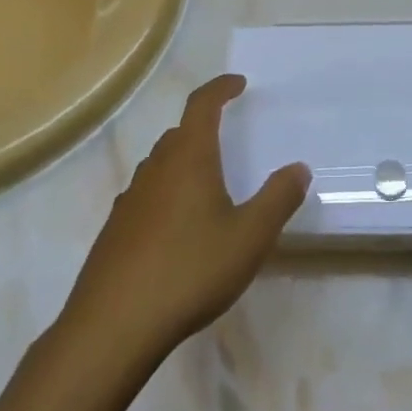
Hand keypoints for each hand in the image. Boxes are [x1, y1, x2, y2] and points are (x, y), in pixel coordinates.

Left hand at [60, 75, 309, 366]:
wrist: (113, 326)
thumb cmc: (189, 270)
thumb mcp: (249, 237)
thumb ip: (278, 199)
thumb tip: (299, 168)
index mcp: (188, 158)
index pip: (202, 105)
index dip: (220, 88)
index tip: (239, 84)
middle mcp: (156, 169)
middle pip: (179, 134)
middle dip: (204, 128)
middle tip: (227, 138)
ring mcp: (130, 199)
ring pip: (160, 165)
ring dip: (184, 162)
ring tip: (207, 186)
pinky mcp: (114, 231)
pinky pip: (146, 196)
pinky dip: (166, 195)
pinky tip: (177, 230)